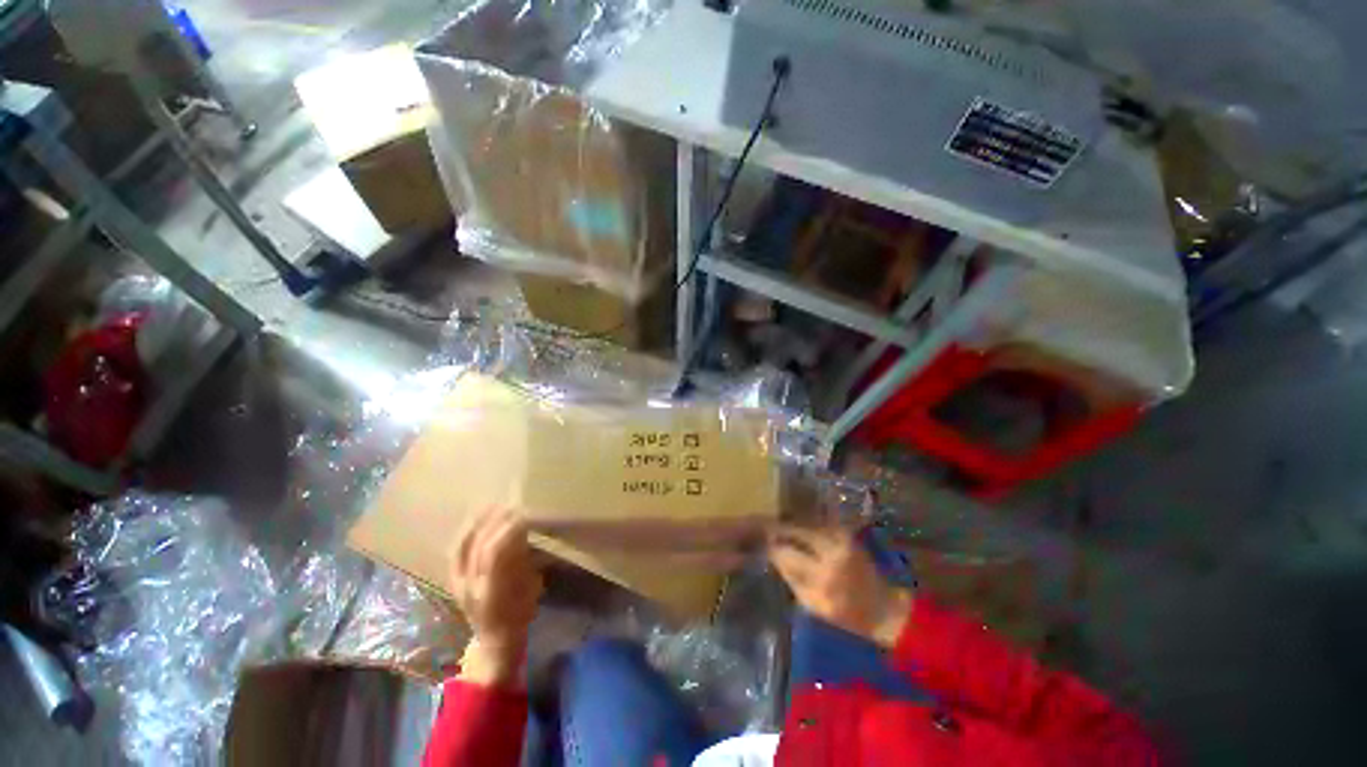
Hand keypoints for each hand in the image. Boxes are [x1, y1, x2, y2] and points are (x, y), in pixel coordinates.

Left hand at [450, 509, 542, 685]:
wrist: (492, 639)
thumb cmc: (519, 614)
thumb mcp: (530, 590)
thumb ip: (525, 563)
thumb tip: (523, 535)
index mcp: (493, 590)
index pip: (495, 553)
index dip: (508, 531)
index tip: (523, 514)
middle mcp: (471, 585)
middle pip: (479, 545)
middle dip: (496, 521)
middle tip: (512, 504)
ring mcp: (459, 581)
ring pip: (465, 545)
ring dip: (480, 522)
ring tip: (494, 505)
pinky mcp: (453, 578)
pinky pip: (456, 549)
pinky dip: (466, 530)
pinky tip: (475, 518)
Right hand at [768, 523, 911, 648]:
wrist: (883, 607)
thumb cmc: (846, 613)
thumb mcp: (813, 604)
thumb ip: (791, 577)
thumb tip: (772, 555)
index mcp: (823, 575)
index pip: (786, 552)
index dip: (771, 546)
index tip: (759, 544)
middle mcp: (832, 550)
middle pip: (795, 530)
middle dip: (777, 528)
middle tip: (763, 528)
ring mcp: (841, 537)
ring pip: (805, 522)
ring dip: (789, 522)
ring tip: (775, 525)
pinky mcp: (846, 532)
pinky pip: (817, 522)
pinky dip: (804, 522)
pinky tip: (794, 525)